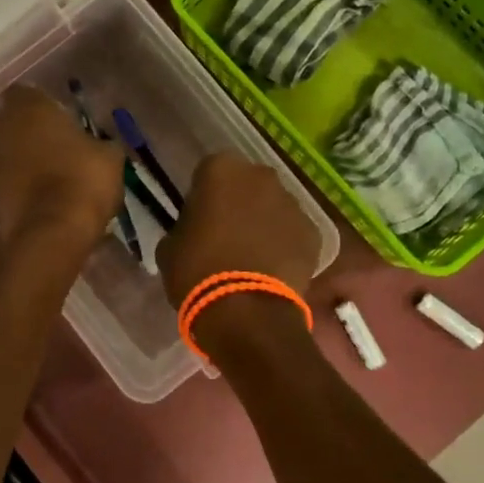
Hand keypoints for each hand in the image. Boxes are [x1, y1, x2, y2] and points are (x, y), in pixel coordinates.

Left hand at [0, 86, 126, 253]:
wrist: (52, 233)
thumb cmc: (83, 180)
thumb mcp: (109, 157)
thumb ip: (101, 144)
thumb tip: (102, 146)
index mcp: (29, 109)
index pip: (23, 91)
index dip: (38, 102)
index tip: (56, 114)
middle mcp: (2, 130)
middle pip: (3, 120)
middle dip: (20, 127)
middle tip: (47, 140)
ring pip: (1, 151)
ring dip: (17, 157)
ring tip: (45, 172)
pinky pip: (4, 181)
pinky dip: (17, 184)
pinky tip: (41, 196)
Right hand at [157, 153, 320, 306]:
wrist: (245, 312)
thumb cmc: (197, 271)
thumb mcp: (170, 246)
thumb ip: (184, 227)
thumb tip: (193, 231)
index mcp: (220, 170)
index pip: (209, 172)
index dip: (204, 195)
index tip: (199, 218)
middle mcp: (261, 176)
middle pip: (247, 184)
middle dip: (239, 202)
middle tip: (226, 234)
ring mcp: (292, 203)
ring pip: (274, 206)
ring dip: (264, 222)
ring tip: (252, 256)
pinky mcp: (313, 232)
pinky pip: (293, 232)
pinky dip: (285, 245)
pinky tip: (273, 269)